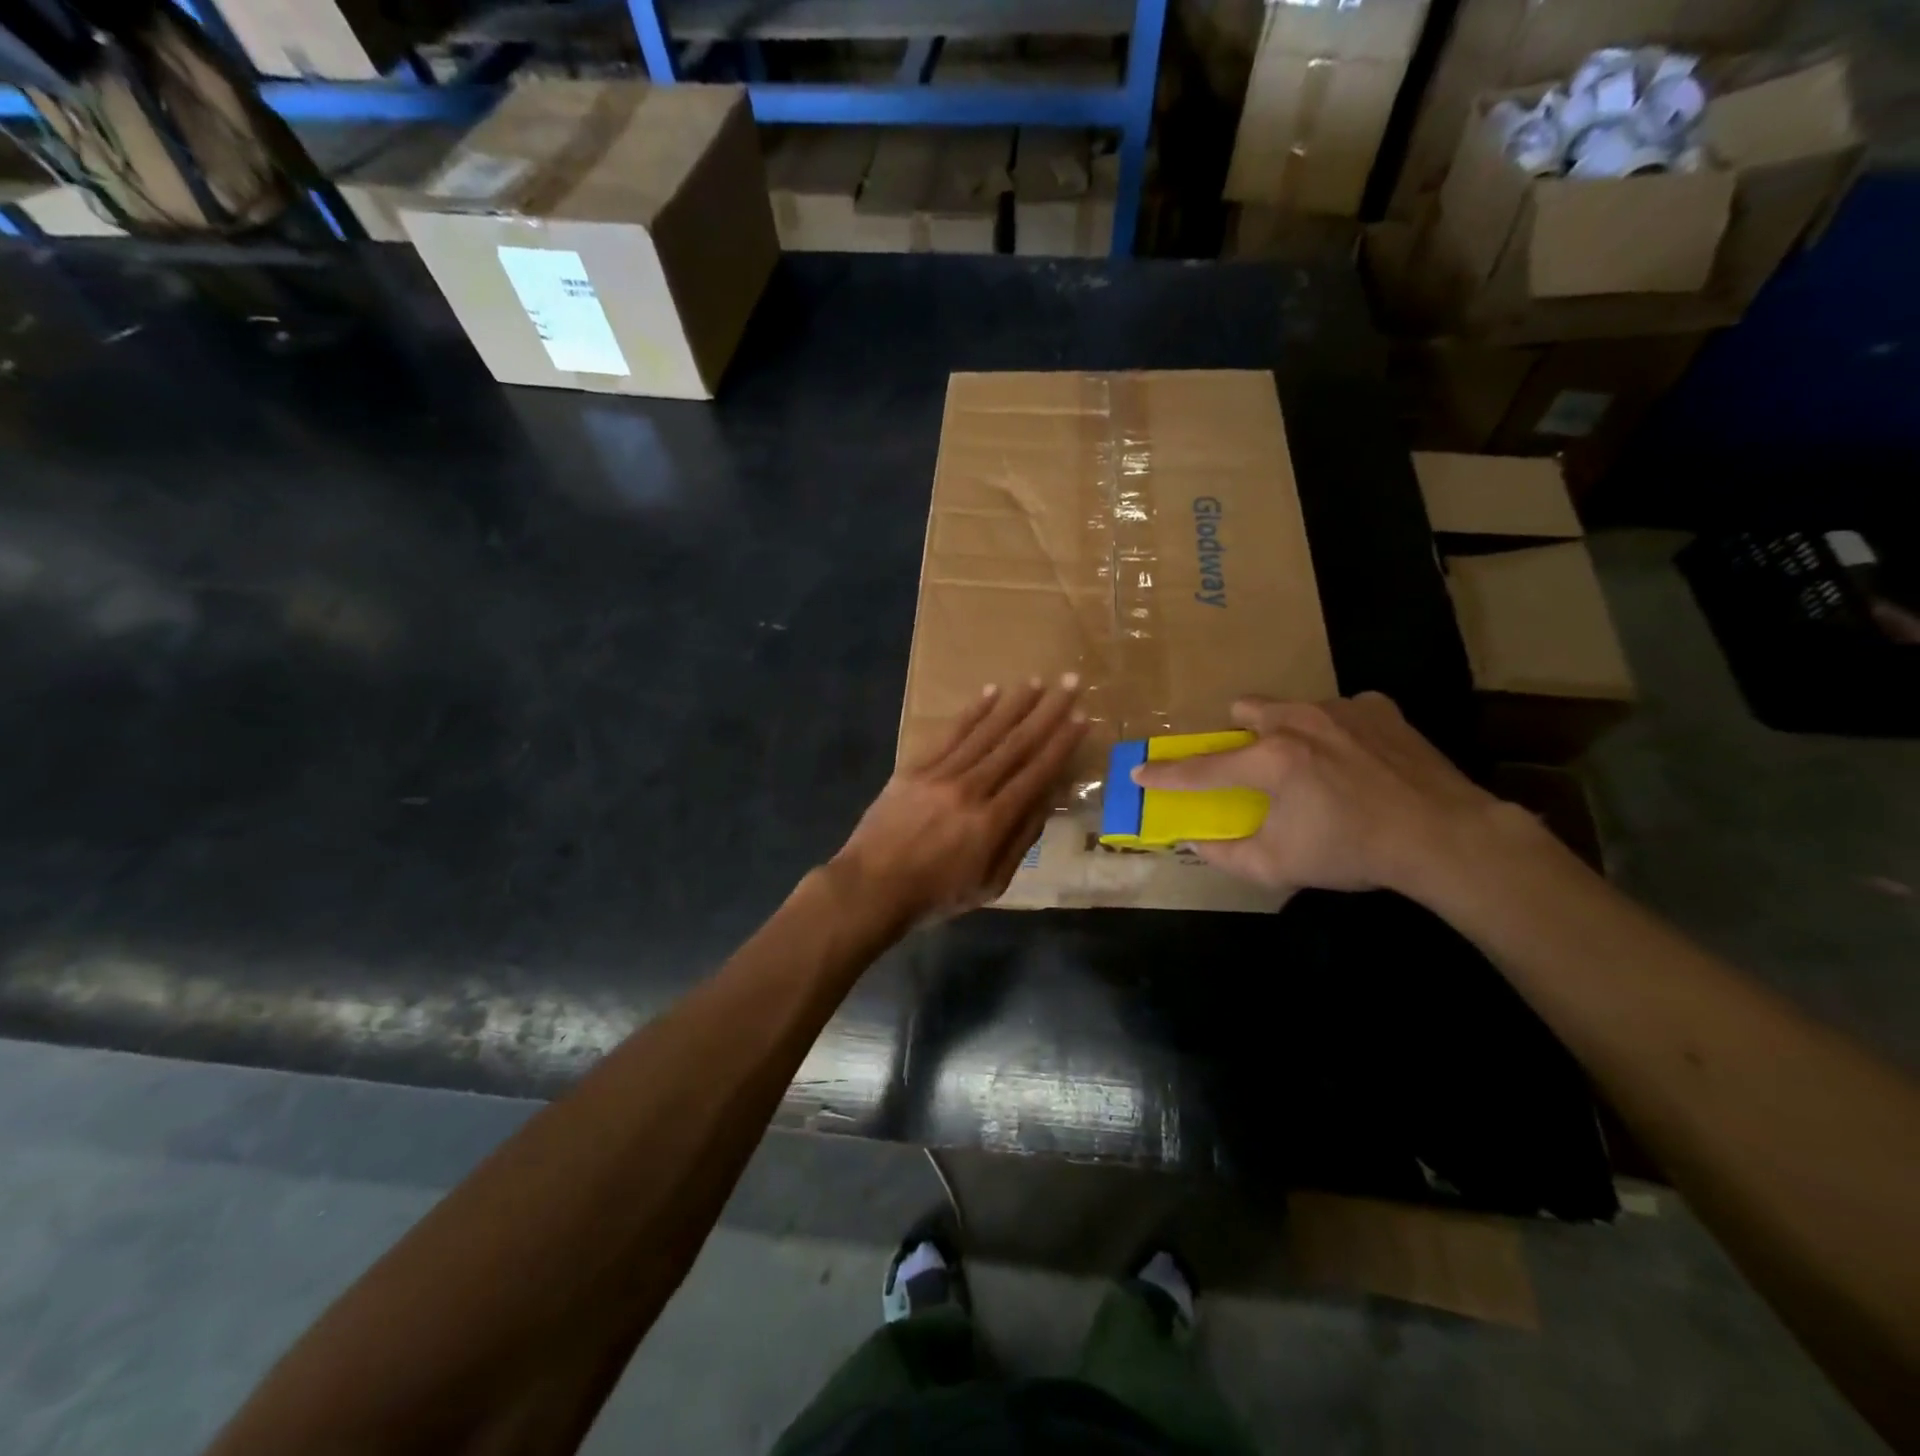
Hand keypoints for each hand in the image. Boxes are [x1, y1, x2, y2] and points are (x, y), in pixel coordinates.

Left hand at [832, 675, 1087, 923]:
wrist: (871, 887)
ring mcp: (940, 774)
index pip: (1036, 773)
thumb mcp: (990, 884)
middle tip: (1070, 683)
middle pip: (1015, 744)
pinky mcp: (915, 767)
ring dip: (1014, 704)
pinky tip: (990, 693)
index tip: (1081, 718)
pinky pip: (950, 734)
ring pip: (985, 732)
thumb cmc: (936, 894)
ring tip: (1036, 681)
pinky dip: (972, 712)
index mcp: (992, 821)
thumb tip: (1047, 799)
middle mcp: (971, 789)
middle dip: (1047, 712)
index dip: (1061, 744)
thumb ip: (1021, 840)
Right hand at [1131, 692, 1509, 895]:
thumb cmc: (1354, 851)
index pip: (1202, 768)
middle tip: (1251, 765)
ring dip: (1285, 730)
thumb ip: (1227, 855)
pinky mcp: (1378, 707)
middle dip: (1237, 734)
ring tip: (1309, 764)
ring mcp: (1341, 709)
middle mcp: (1298, 722)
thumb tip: (1195, 842)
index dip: (1165, 774)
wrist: (1446, 836)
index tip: (1139, 771)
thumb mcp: (1280, 866)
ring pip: (1291, 706)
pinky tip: (1354, 760)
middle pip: (1244, 710)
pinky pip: (1339, 711)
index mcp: (1270, 760)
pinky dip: (1334, 732)